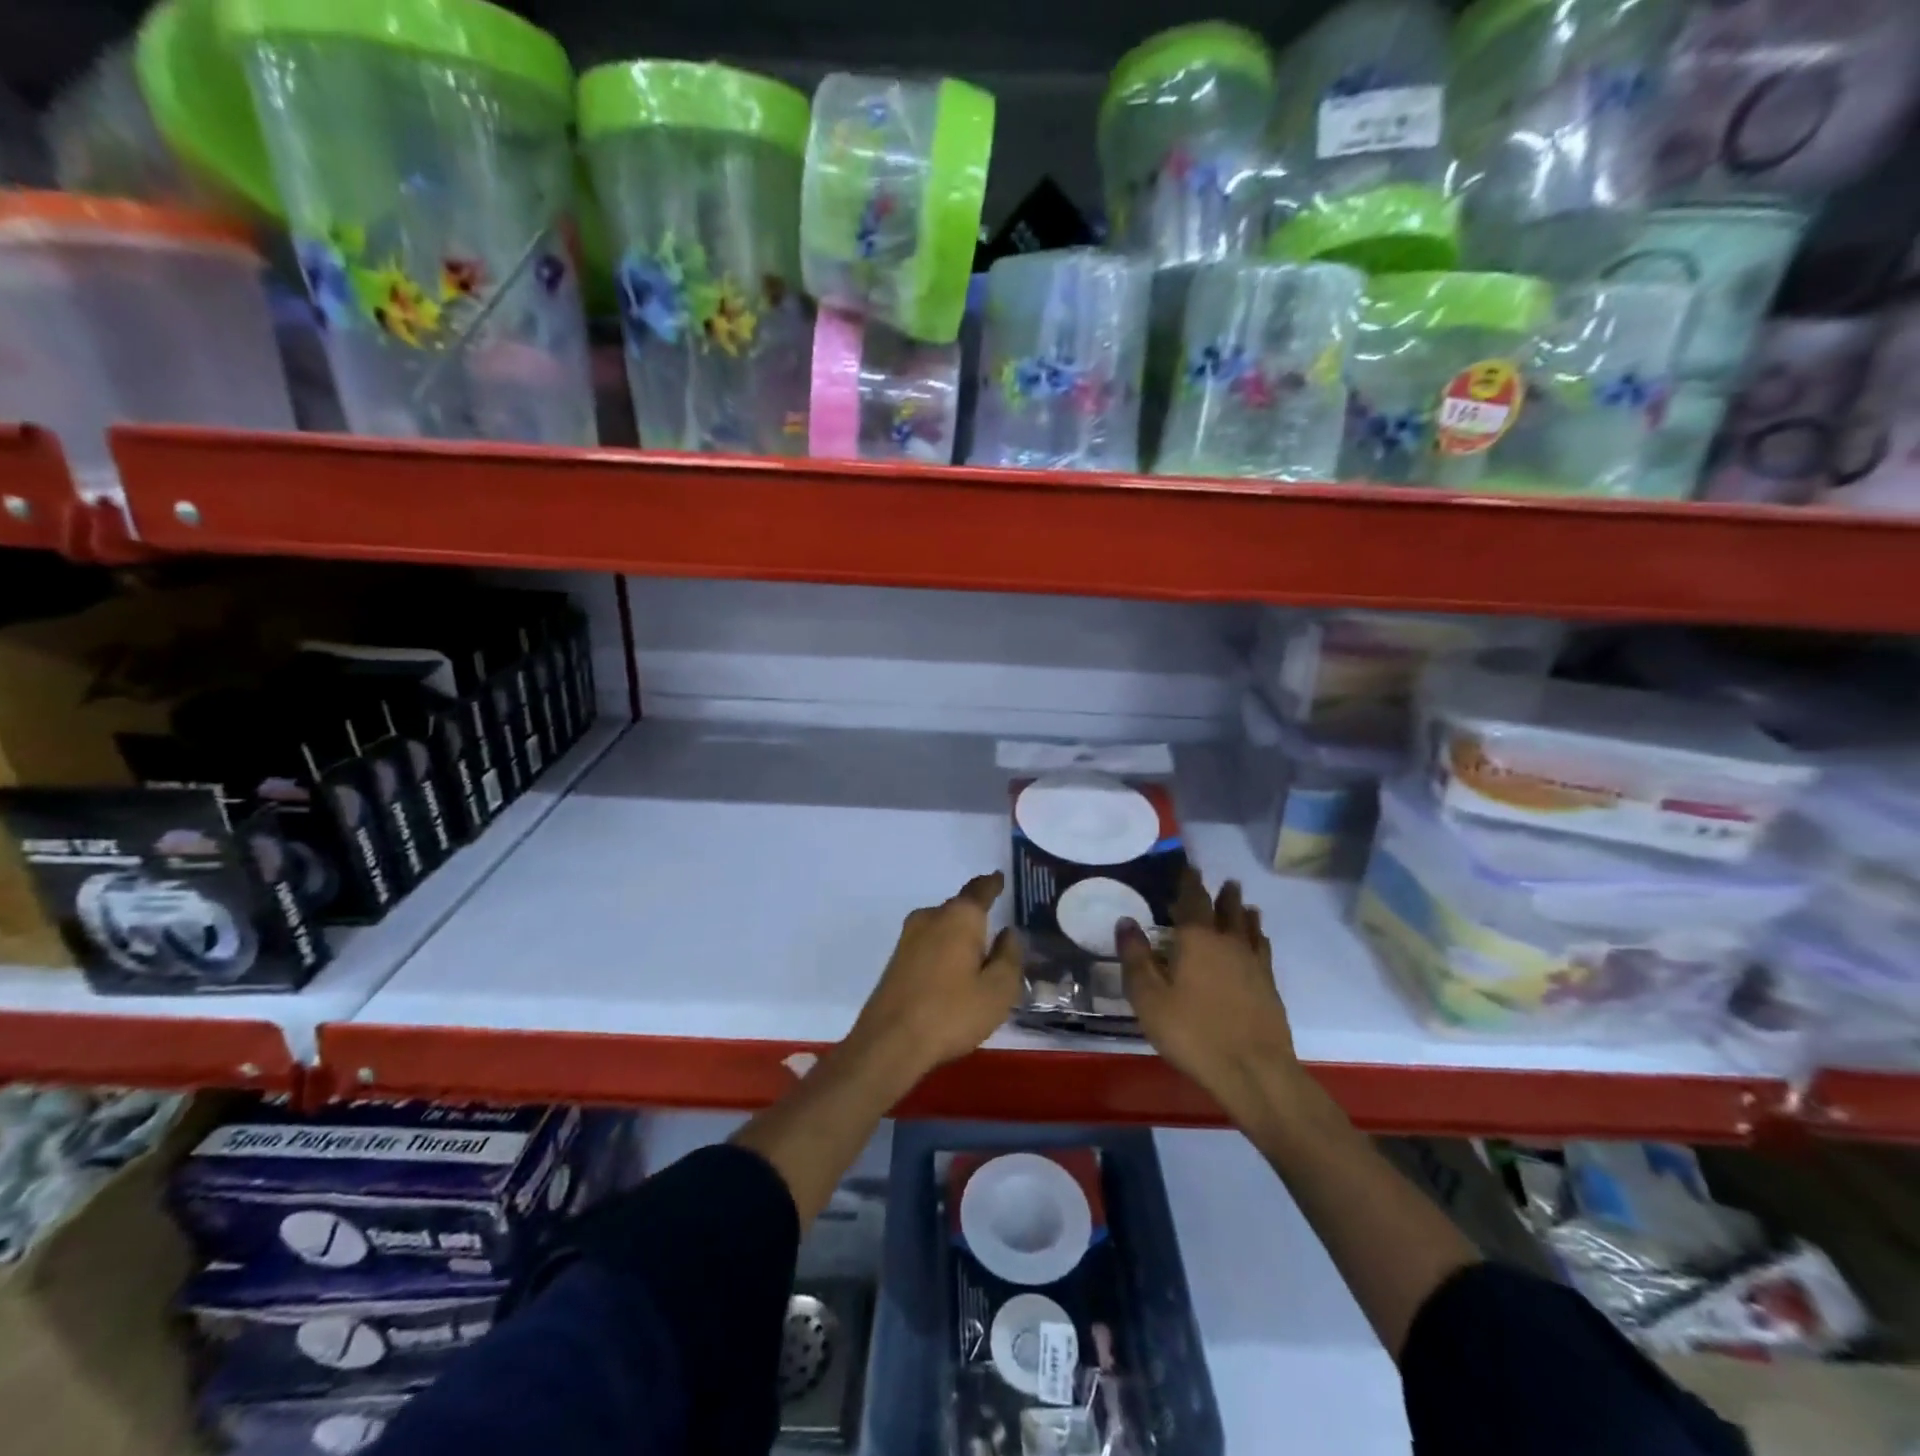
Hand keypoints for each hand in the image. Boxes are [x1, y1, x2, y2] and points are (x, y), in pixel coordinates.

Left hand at [847, 872, 1022, 1081]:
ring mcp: (908, 937)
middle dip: (977, 917)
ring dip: (959, 937)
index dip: (993, 884)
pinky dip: (944, 952)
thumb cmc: (952, 1012)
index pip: (980, 889)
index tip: (1000, 877)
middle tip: (998, 933)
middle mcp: (931, 917)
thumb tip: (1009, 932)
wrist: (889, 1042)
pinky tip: (953, 975)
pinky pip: (929, 944)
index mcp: (959, 917)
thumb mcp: (998, 989)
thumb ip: (1009, 956)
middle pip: (960, 909)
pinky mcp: (896, 959)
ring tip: (978, 959)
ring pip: (943, 927)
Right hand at [1117, 870, 1303, 1116]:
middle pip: (1226, 910)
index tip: (1190, 867)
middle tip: (1224, 881)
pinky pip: (1263, 949)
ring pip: (1248, 927)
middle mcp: (1228, 942)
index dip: (1189, 882)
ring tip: (1243, 903)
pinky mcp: (1269, 985)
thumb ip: (1136, 958)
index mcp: (1196, 939)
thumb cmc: (1193, 1032)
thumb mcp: (1149, 998)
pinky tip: (1259, 940)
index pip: (1193, 900)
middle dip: (1222, 894)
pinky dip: (1259, 937)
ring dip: (1243, 912)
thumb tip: (1126, 921)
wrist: (1254, 1070)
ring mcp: (1253, 963)